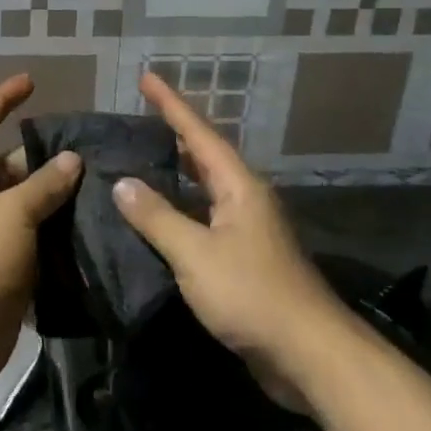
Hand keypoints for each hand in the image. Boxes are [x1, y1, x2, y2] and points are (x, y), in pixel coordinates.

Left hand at [0, 75, 81, 399]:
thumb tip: (71, 159)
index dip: (2, 100)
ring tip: (98, 185)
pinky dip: (52, 232)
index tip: (31, 82)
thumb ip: (42, 186)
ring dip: (51, 198)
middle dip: (40, 157)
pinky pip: (28, 240)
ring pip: (20, 206)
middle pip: (4, 167)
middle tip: (86, 149)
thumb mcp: (9, 215)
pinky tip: (87, 227)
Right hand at [112, 72, 342, 393]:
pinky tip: (158, 220)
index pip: (198, 134)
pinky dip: (179, 211)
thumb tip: (122, 183)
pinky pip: (204, 221)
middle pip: (205, 157)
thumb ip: (157, 217)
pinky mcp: (244, 261)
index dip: (171, 104)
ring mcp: (247, 231)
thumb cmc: (252, 294)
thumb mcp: (196, 253)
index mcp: (239, 187)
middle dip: (174, 134)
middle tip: (139, 118)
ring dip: (176, 174)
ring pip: (204, 190)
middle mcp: (245, 200)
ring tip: (140, 160)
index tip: (147, 77)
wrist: (308, 354)